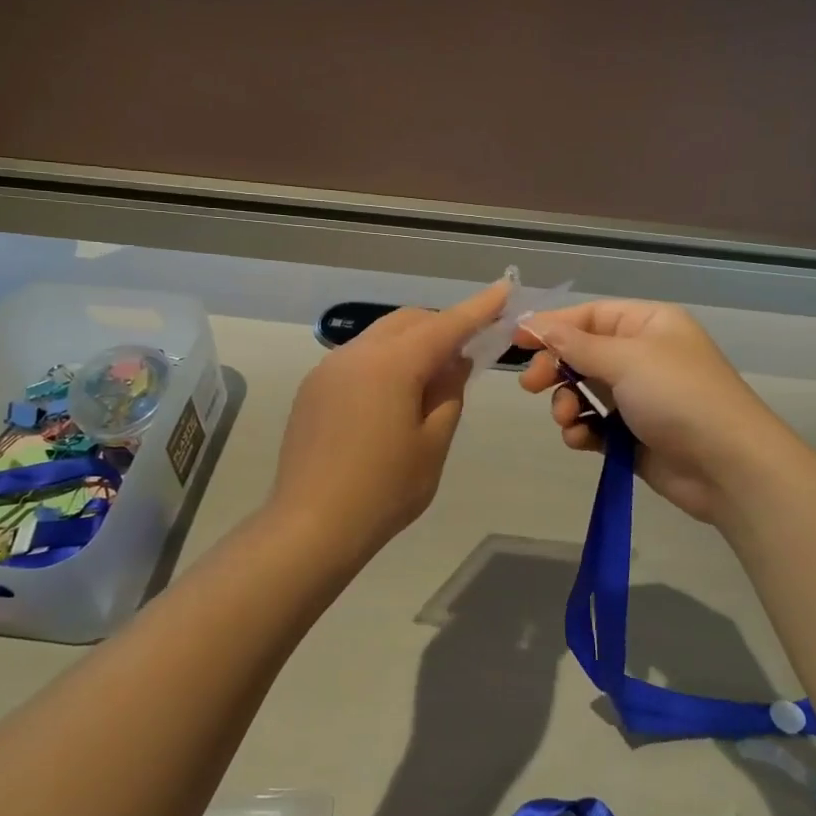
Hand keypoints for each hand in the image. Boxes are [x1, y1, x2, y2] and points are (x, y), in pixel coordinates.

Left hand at [268, 280, 509, 565]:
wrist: (311, 527)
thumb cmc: (384, 490)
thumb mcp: (432, 444)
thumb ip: (449, 394)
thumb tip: (455, 362)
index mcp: (391, 364)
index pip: (445, 325)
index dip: (478, 308)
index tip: (504, 289)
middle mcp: (356, 354)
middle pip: (408, 322)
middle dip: (442, 327)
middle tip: (467, 354)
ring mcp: (328, 370)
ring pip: (380, 338)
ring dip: (411, 345)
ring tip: (430, 381)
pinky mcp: (313, 390)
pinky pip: (358, 360)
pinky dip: (385, 363)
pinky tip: (392, 399)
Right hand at [517, 300, 790, 522]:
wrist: (728, 466)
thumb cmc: (679, 397)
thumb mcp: (626, 360)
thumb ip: (576, 344)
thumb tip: (536, 324)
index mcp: (649, 324)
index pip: (590, 315)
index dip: (552, 326)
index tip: (515, 341)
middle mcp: (643, 355)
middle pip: (582, 353)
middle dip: (555, 368)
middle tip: (532, 386)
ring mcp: (639, 397)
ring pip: (584, 391)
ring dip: (566, 402)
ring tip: (565, 418)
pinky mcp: (634, 435)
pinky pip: (595, 424)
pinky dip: (582, 430)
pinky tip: (580, 440)